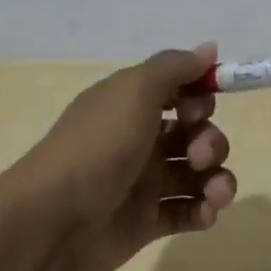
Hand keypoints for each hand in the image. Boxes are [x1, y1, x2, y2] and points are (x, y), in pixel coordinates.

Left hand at [5, 45, 237, 270]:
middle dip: (210, 141)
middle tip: (199, 155)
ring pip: (197, 174)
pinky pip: (188, 210)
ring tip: (214, 193)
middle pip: (194, 133)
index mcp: (130, 105)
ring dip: (217, 179)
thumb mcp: (134, 91)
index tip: (199, 107)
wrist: (53, 222)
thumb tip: (209, 48)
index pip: (178, 92)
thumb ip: (174, 67)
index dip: (199, 97)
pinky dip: (203, 210)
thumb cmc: (97, 147)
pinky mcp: (147, 222)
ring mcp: (143, 183)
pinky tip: (204, 213)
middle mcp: (138, 139)